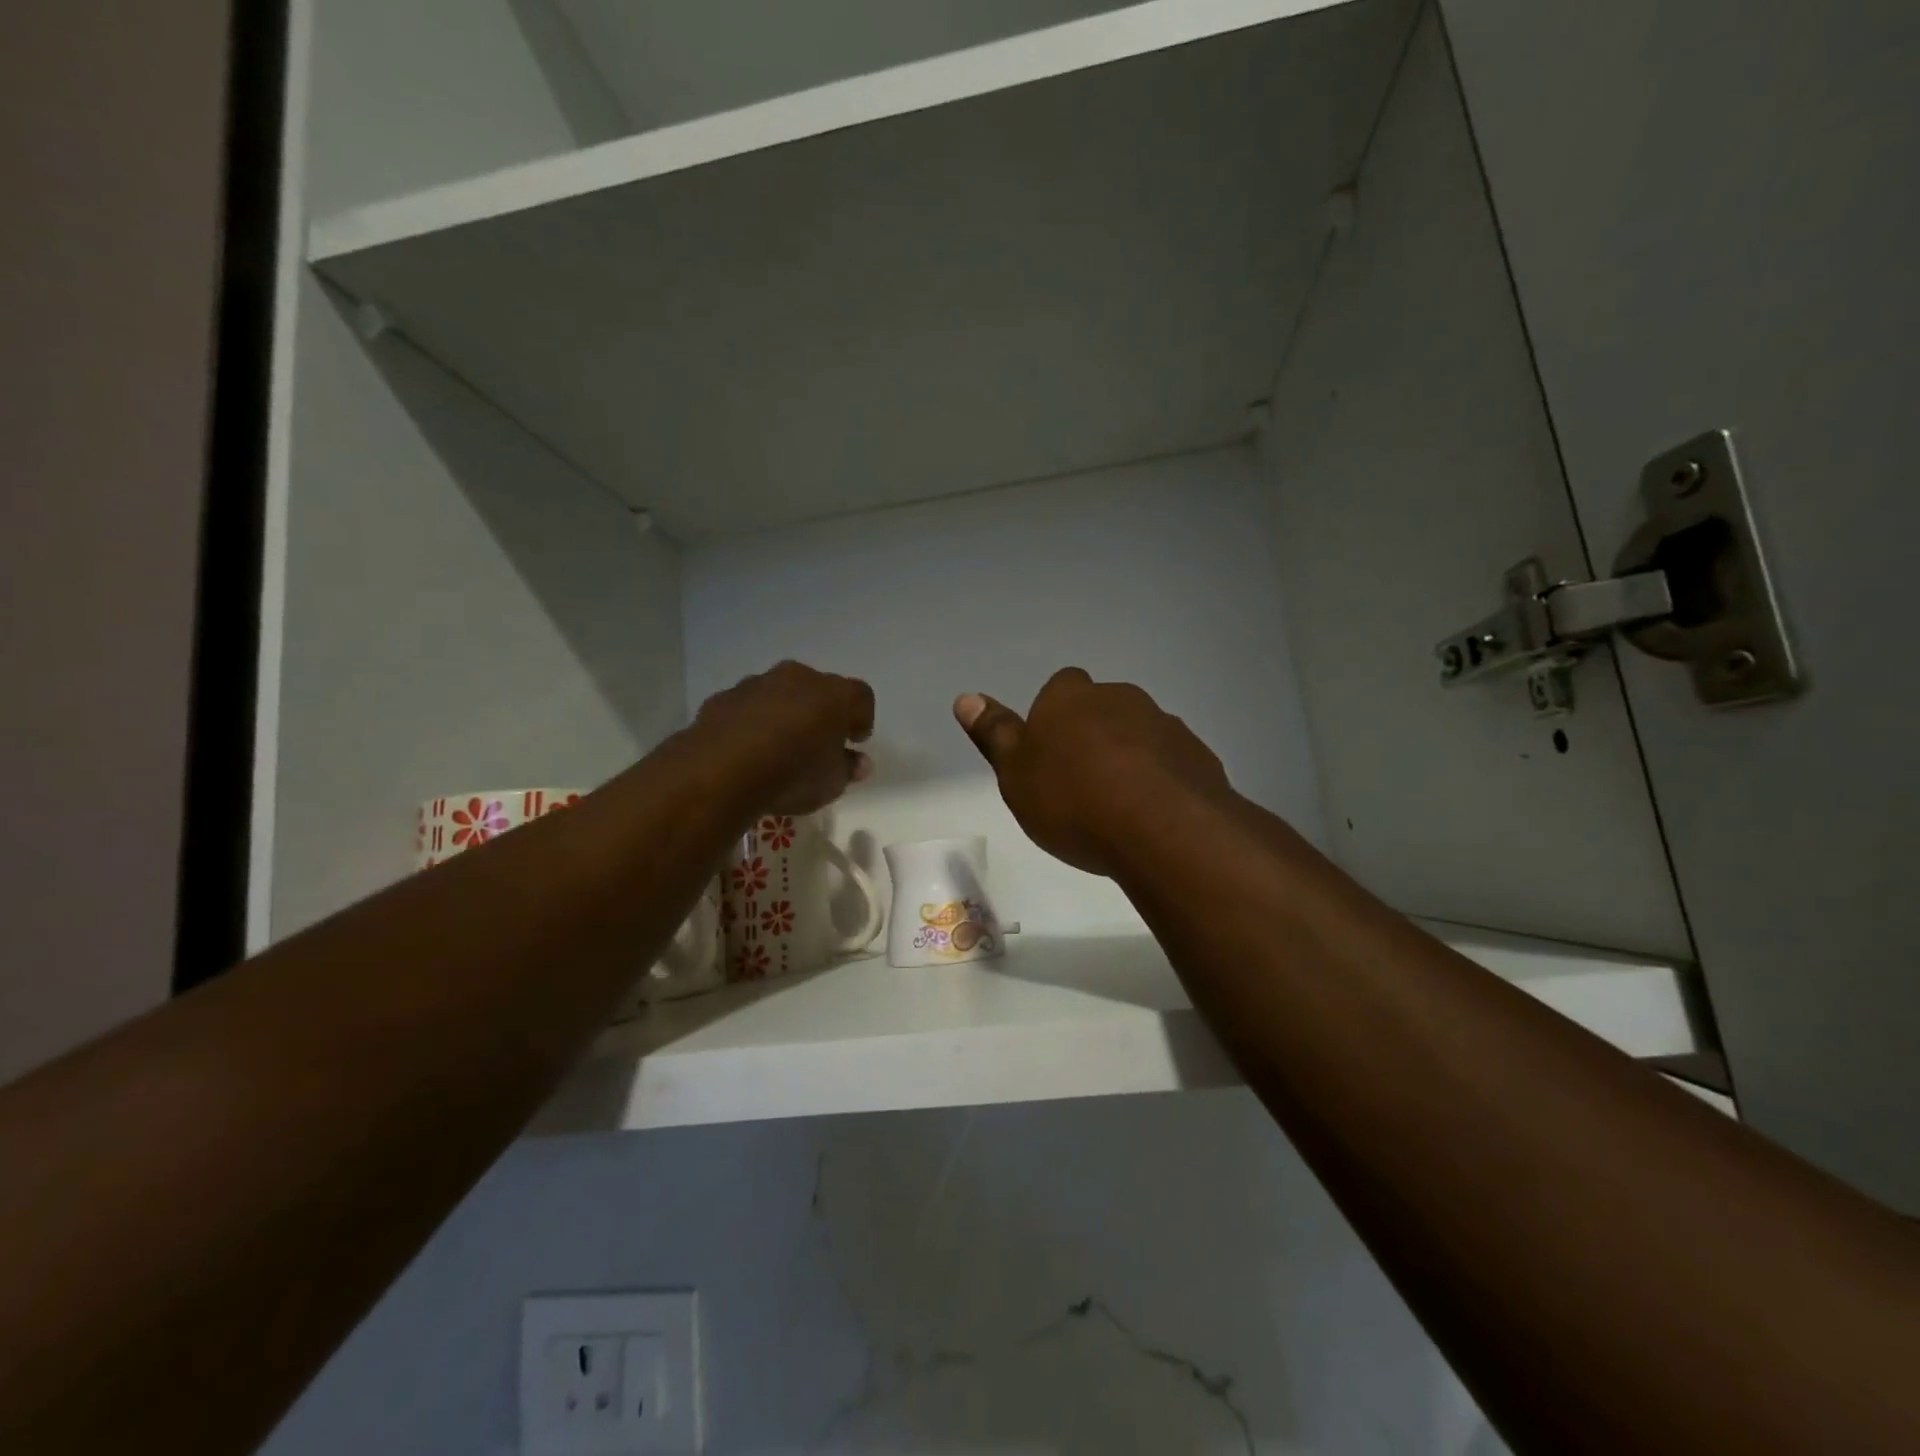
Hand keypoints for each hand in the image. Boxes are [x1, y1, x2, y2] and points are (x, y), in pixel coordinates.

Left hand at [691, 661, 874, 816]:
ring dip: (784, 714)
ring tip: (779, 749)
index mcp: (833, 693)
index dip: (862, 718)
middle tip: (818, 742)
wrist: (721, 771)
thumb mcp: (832, 783)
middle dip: (821, 712)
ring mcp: (756, 684)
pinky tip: (747, 751)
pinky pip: (746, 708)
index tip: (856, 741)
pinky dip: (751, 723)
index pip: (861, 696)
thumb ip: (848, 769)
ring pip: (779, 694)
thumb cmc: (793, 774)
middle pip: (818, 689)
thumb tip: (858, 762)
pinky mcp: (722, 698)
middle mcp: (796, 678)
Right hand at [954, 668, 1232, 877]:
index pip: (1060, 687)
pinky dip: (1161, 780)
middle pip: (1102, 708)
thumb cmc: (1072, 800)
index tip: (1050, 752)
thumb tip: (966, 697)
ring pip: (1139, 734)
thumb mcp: (1016, 774)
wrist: (1161, 829)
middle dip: (1094, 734)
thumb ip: (994, 734)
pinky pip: (1171, 762)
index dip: (1054, 716)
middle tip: (1081, 783)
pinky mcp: (1198, 755)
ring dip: (1130, 757)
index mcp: (1070, 698)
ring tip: (1119, 806)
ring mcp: (1165, 724)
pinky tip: (1152, 817)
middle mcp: (1120, 698)